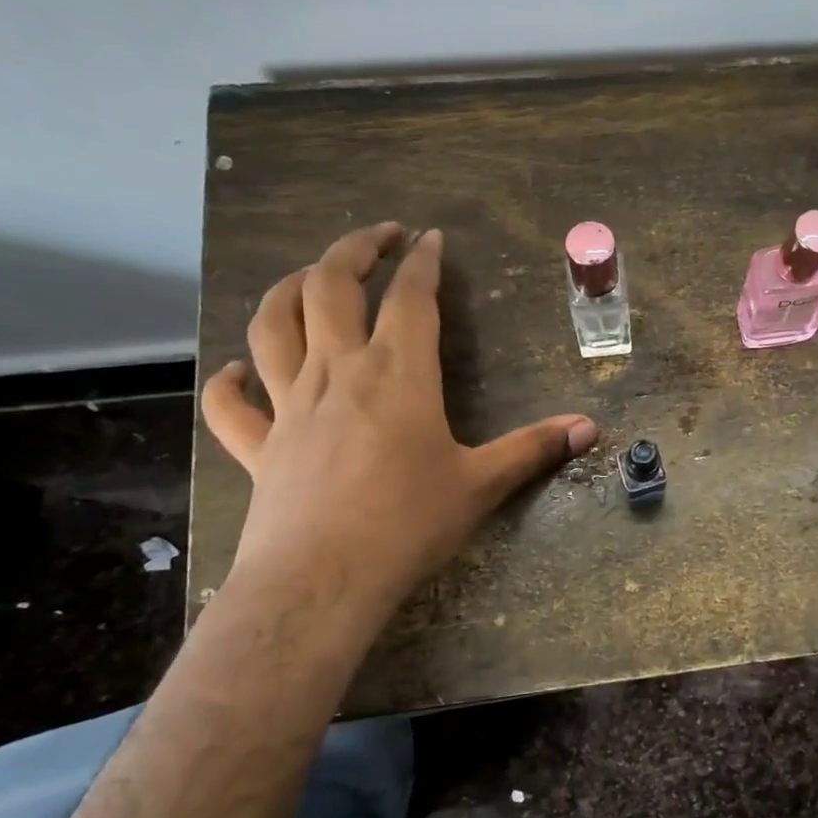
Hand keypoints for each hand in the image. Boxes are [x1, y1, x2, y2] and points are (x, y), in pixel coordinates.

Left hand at [202, 222, 597, 626]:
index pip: (410, 297)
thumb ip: (533, 449)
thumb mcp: (481, 484)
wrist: (322, 581)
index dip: (422, 261)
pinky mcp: (259, 445)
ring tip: (308, 278)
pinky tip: (237, 370)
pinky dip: (229, 380)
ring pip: (272, 326)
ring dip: (287, 290)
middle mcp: (338, 373)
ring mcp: (289, 407)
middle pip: (329, 287)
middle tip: (379, 236)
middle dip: (354, 250)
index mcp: (397, 374)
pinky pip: (231, 404)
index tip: (431, 238)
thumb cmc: (408, 525)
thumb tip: (589, 427)